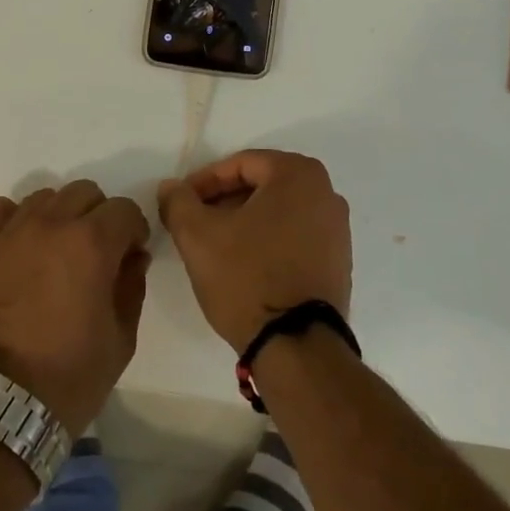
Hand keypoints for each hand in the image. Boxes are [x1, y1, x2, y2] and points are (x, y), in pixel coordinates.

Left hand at [0, 181, 150, 435]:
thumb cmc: (69, 375)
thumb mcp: (121, 337)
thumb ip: (132, 285)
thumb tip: (132, 257)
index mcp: (92, 243)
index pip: (124, 209)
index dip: (133, 230)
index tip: (130, 255)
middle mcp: (52, 224)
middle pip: (85, 193)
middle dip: (99, 217)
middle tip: (96, 254)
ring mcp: (11, 232)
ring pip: (45, 197)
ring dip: (59, 216)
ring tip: (56, 251)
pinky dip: (9, 217)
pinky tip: (18, 241)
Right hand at [157, 150, 351, 353]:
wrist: (297, 346)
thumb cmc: (247, 277)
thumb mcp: (198, 235)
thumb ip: (179, 201)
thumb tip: (171, 187)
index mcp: (298, 174)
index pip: (240, 164)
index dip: (204, 182)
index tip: (181, 203)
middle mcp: (326, 193)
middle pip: (262, 185)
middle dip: (224, 201)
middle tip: (195, 222)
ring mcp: (338, 229)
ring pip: (278, 211)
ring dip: (244, 221)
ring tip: (215, 245)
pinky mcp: (338, 261)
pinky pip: (295, 236)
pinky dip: (268, 240)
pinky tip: (244, 264)